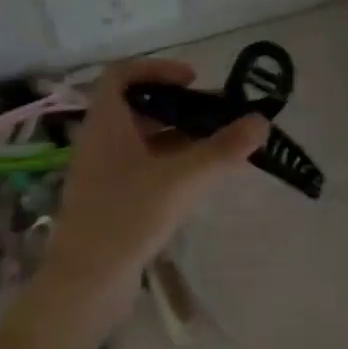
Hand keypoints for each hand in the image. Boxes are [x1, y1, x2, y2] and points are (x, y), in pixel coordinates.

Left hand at [40, 59, 267, 310]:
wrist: (87, 279)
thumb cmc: (128, 216)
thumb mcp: (182, 179)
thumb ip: (223, 149)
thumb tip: (261, 121)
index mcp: (106, 124)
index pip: (121, 75)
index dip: (157, 69)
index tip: (193, 80)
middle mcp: (99, 143)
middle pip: (138, 110)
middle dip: (179, 109)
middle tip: (218, 117)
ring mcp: (103, 175)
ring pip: (142, 143)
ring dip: (178, 140)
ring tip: (218, 149)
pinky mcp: (110, 203)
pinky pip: (142, 171)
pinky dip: (169, 167)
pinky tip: (198, 182)